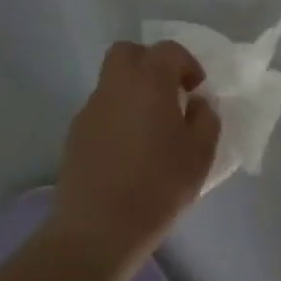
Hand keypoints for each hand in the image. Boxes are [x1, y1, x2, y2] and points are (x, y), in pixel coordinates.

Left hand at [51, 41, 221, 267]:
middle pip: (128, 53)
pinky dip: (117, 117)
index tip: (196, 90)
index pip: (168, 51)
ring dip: (133, 93)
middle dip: (150, 64)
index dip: (186, 64)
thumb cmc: (158, 186)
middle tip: (168, 94)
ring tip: (150, 129)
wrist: (98, 229)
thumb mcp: (200, 154)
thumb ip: (205, 119)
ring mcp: (90, 110)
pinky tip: (129, 151)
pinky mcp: (74, 135)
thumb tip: (196, 104)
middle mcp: (115, 86)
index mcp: (149, 82)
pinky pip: (101, 111)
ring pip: (112, 82)